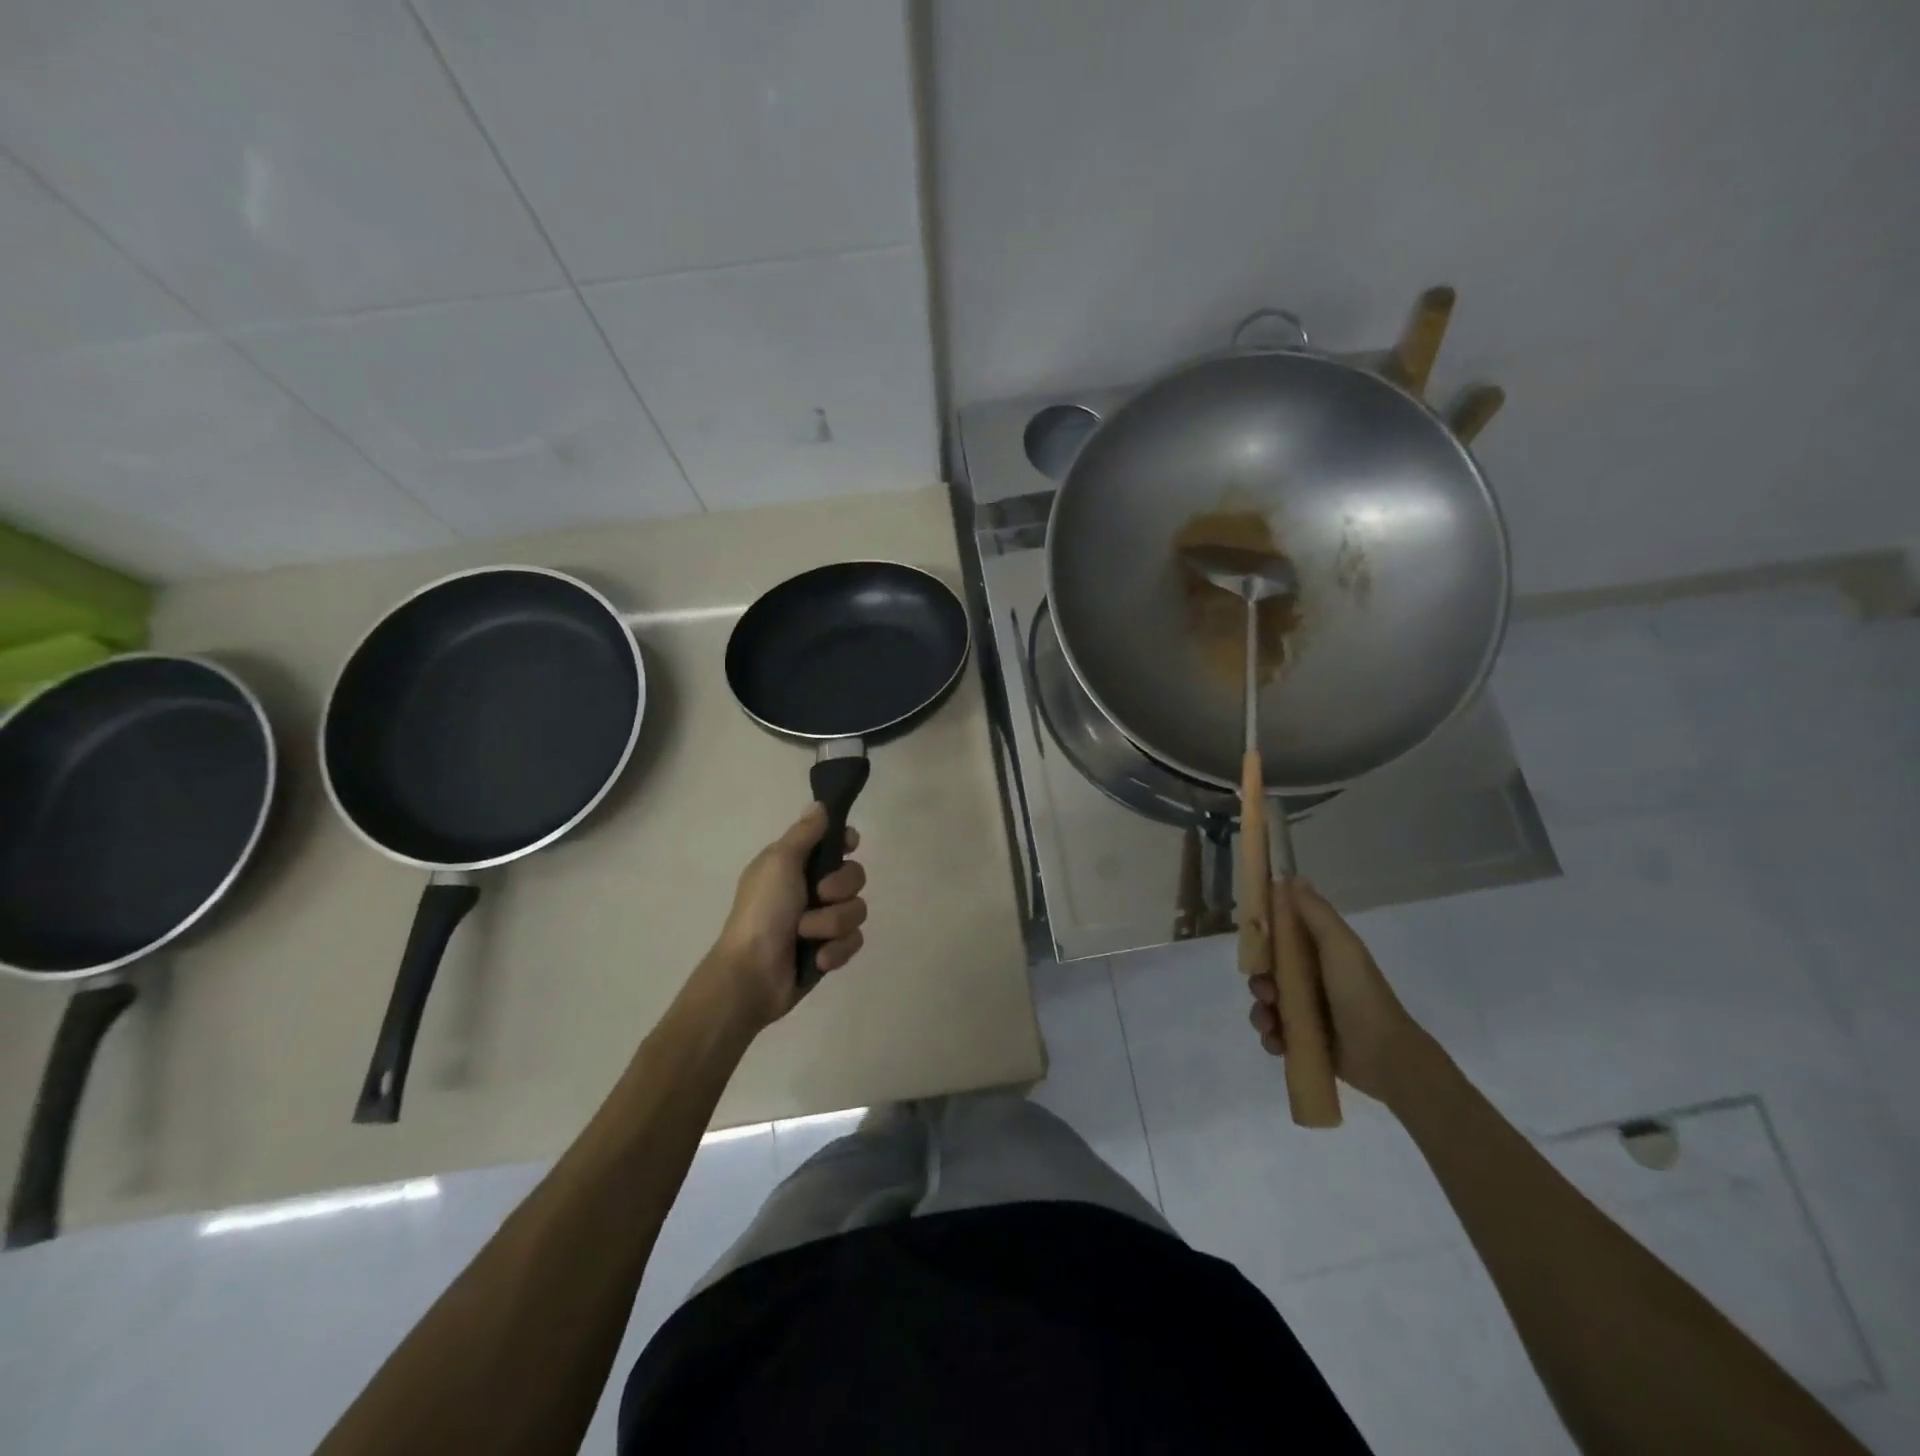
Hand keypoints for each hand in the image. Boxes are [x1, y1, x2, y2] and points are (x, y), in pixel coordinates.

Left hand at [701, 804, 868, 1030]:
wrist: (752, 975)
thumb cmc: (762, 912)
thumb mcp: (779, 862)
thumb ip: (804, 833)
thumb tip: (819, 804)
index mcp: (794, 865)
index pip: (833, 843)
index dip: (845, 842)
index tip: (849, 844)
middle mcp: (811, 890)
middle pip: (855, 876)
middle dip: (841, 888)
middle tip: (819, 895)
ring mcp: (822, 922)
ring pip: (857, 910)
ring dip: (832, 924)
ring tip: (807, 935)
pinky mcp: (830, 951)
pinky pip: (854, 942)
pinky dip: (835, 950)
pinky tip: (816, 959)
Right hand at [1246, 879, 1426, 1104]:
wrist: (1386, 1058)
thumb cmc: (1360, 994)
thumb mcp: (1340, 946)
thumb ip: (1316, 913)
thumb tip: (1291, 877)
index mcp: (1321, 954)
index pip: (1282, 936)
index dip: (1263, 936)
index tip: (1251, 941)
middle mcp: (1313, 979)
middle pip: (1269, 972)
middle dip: (1260, 981)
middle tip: (1266, 992)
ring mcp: (1309, 1012)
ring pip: (1268, 1004)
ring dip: (1261, 1012)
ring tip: (1271, 1024)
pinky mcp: (1305, 1041)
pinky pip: (1274, 1034)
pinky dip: (1270, 1036)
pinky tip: (1277, 1041)